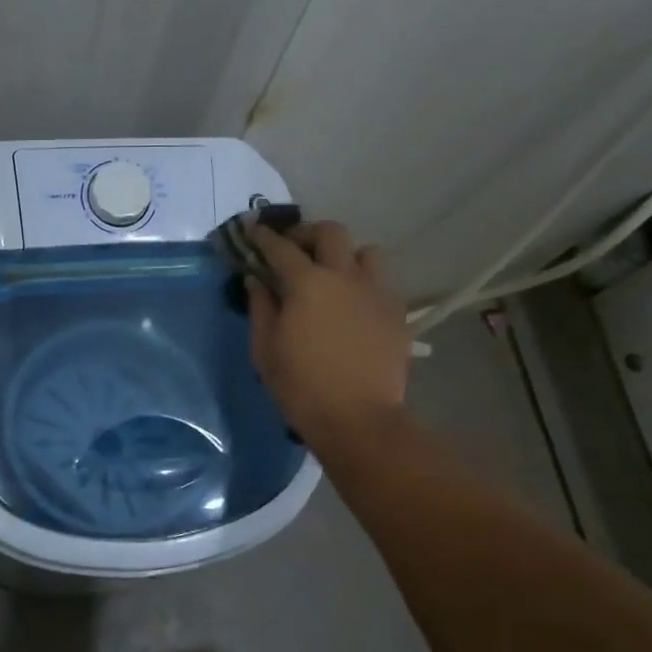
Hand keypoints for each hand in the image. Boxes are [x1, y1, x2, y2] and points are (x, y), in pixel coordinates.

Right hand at [247, 221, 411, 450]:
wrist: (358, 420)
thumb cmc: (301, 387)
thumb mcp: (265, 350)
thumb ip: (261, 308)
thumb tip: (257, 280)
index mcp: (307, 283)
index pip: (281, 248)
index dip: (264, 237)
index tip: (254, 232)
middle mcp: (345, 277)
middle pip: (331, 232)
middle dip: (308, 234)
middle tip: (294, 251)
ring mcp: (377, 293)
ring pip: (365, 252)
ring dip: (345, 256)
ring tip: (332, 276)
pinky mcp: (397, 313)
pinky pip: (381, 284)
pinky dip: (363, 285)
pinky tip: (353, 308)